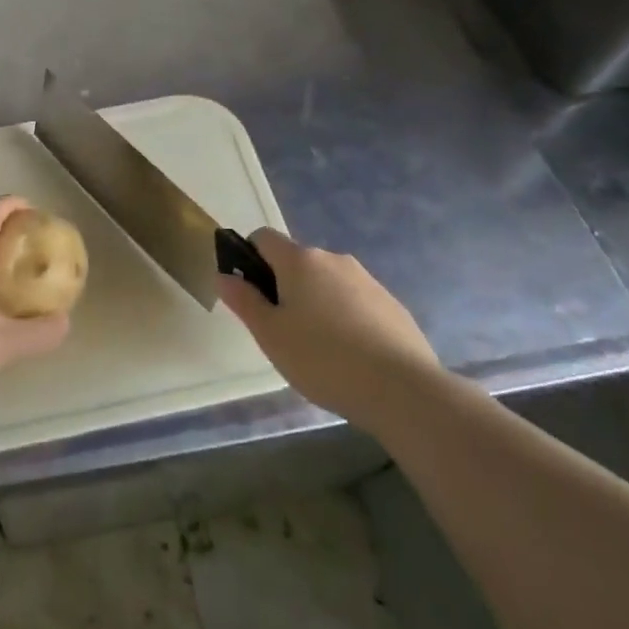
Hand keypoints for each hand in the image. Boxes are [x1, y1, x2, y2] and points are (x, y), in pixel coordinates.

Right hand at [218, 228, 438, 431]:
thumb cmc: (323, 359)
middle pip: (297, 262)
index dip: (249, 258)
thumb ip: (244, 301)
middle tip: (281, 331)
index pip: (264, 238)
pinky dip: (346, 319)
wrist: (403, 390)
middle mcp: (334, 259)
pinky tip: (351, 357)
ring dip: (316, 303)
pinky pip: (356, 302)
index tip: (250, 294)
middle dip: (284, 287)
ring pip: (328, 283)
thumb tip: (225, 276)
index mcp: (299, 260)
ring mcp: (367, 280)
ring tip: (319, 350)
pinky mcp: (392, 305)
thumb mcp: (270, 335)